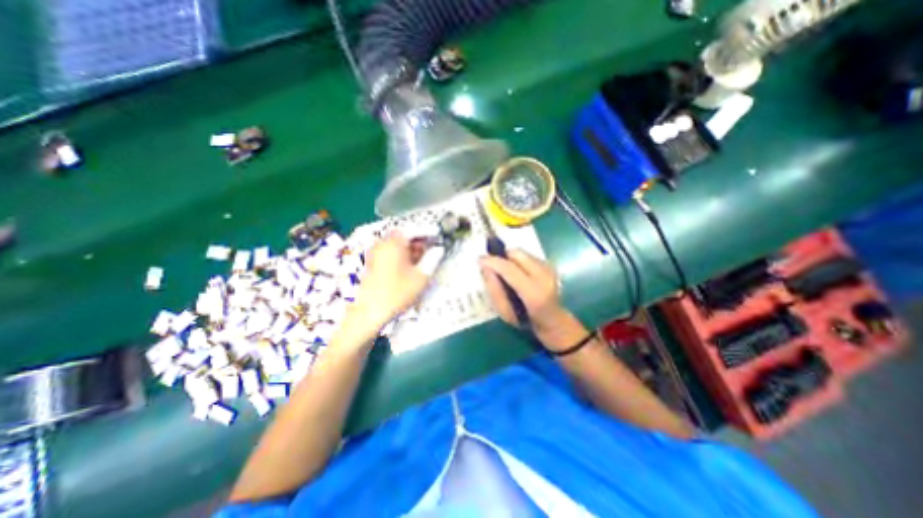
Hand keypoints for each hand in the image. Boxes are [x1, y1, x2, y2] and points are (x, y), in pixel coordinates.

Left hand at [351, 233, 433, 332]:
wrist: (369, 312)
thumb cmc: (397, 293)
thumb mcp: (421, 276)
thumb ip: (432, 259)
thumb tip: (439, 249)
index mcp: (394, 243)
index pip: (413, 230)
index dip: (428, 231)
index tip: (439, 234)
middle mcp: (382, 244)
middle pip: (404, 236)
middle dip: (420, 240)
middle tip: (433, 247)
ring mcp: (375, 253)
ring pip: (397, 245)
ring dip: (411, 248)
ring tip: (424, 258)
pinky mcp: (373, 263)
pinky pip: (390, 252)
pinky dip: (402, 254)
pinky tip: (411, 266)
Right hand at [479, 252, 574, 336]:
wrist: (553, 321)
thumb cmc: (526, 321)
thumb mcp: (505, 313)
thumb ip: (494, 290)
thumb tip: (485, 267)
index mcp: (534, 294)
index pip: (510, 269)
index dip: (493, 261)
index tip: (479, 259)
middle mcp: (544, 277)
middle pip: (517, 254)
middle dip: (501, 256)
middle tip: (492, 264)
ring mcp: (549, 269)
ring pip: (522, 252)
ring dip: (509, 258)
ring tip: (504, 270)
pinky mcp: (550, 265)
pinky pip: (528, 255)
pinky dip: (518, 260)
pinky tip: (517, 272)